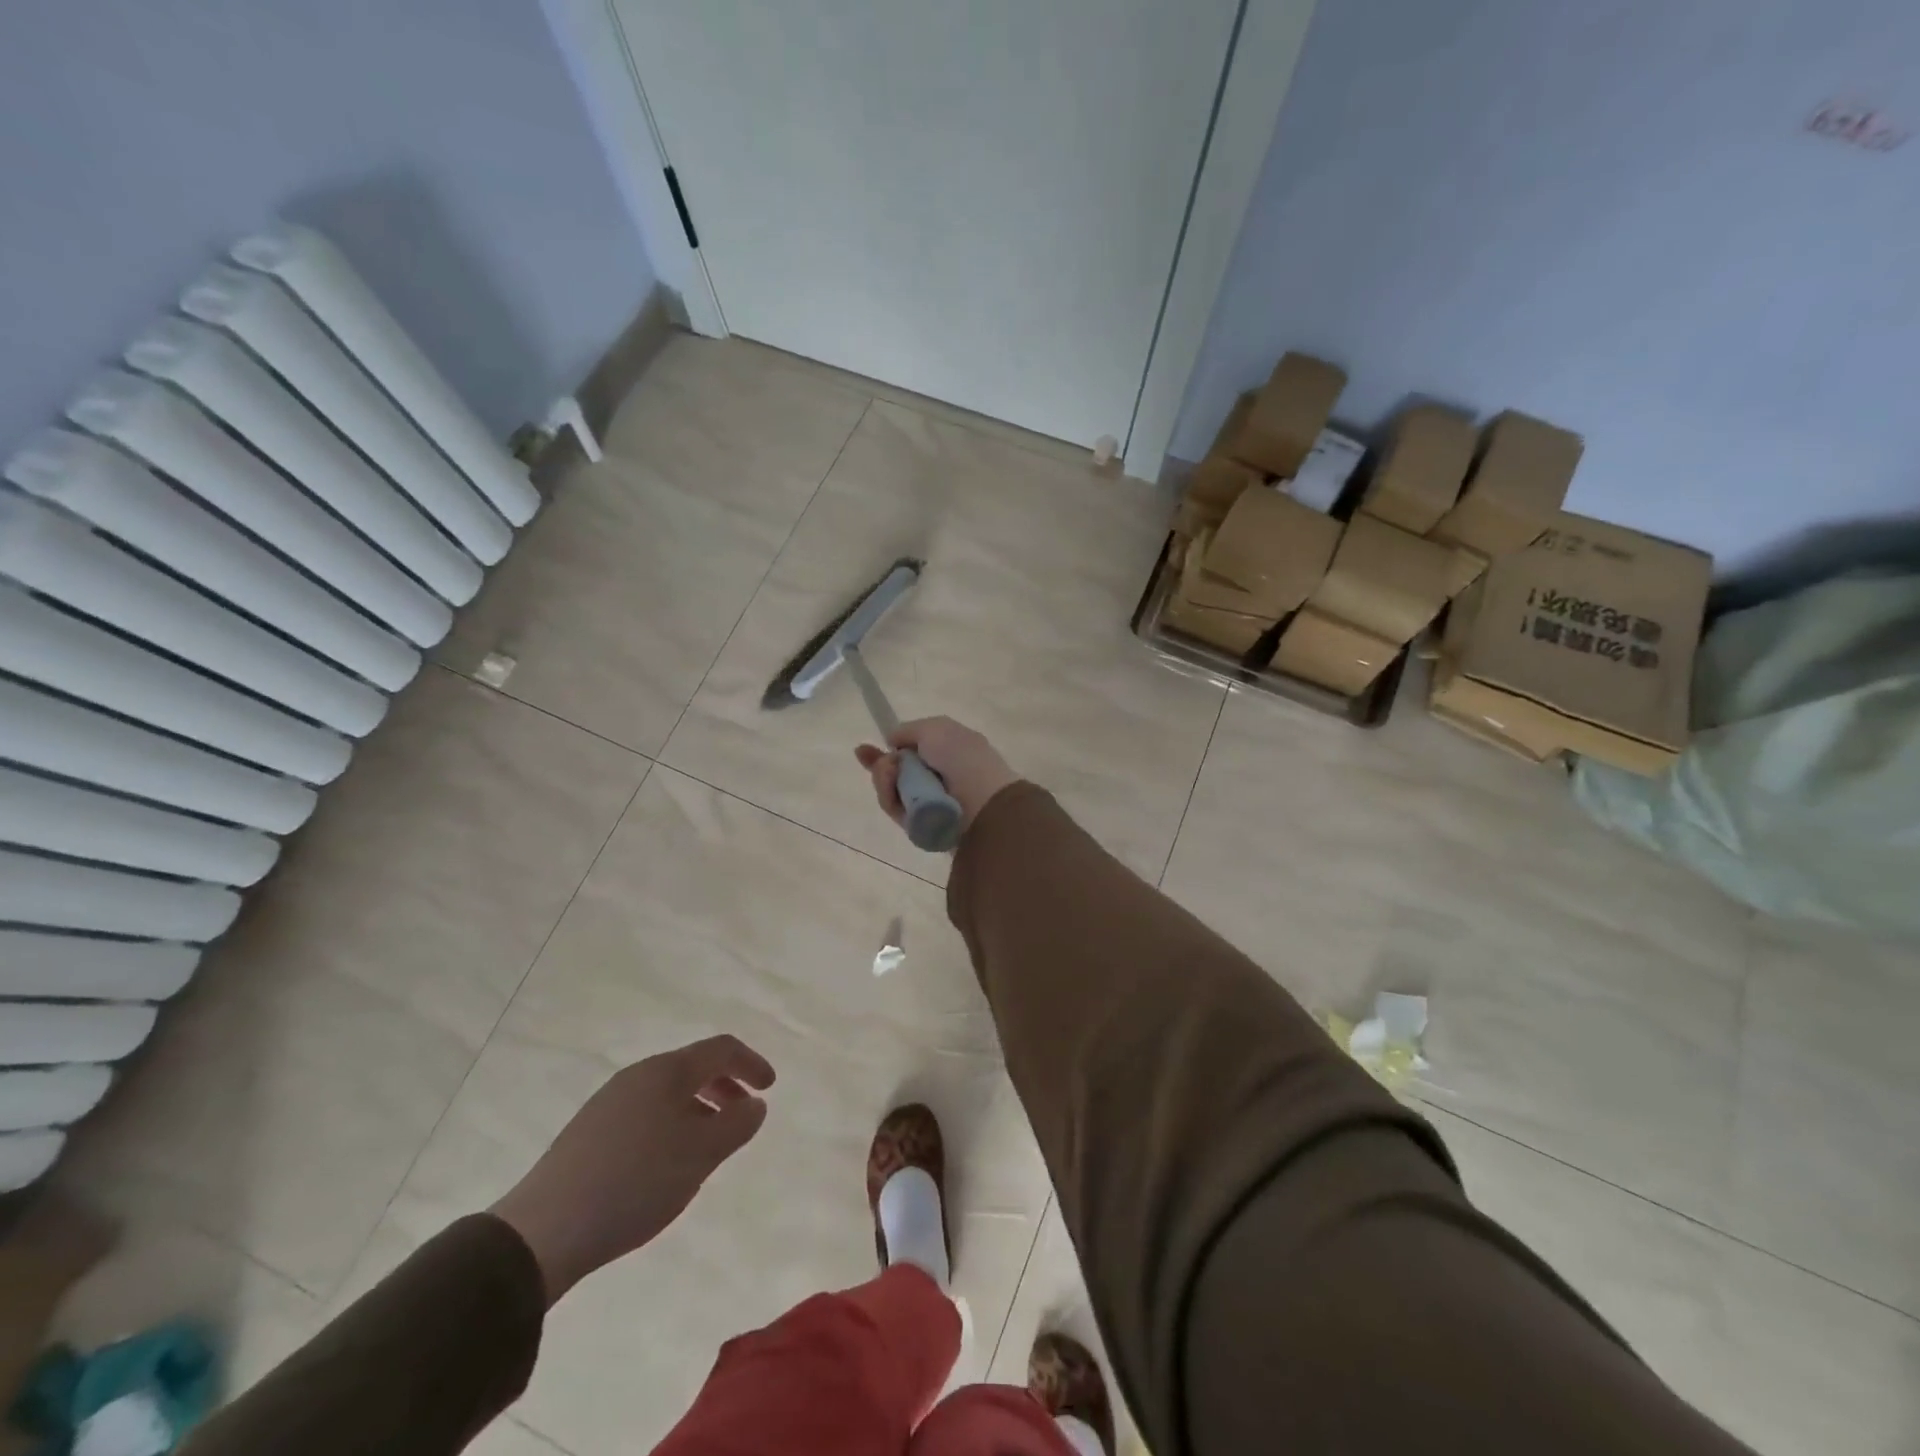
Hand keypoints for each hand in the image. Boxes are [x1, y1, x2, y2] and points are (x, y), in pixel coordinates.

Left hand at [490, 1035, 774, 1305]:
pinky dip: (671, 1125)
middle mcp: (638, 1076)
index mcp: (666, 1071)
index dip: (751, 1063)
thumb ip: (735, 1125)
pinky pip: (645, 1114)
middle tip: (743, 1115)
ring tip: (708, 1146)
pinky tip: (667, 1165)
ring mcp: (609, 1103)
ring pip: (668, 1093)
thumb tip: (755, 1104)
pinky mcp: (589, 1133)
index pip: (720, 1049)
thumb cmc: (634, 1182)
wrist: (542, 1231)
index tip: (769, 1088)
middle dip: (724, 1086)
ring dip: (698, 1109)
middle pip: (692, 1068)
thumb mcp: (699, 1155)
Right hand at [854, 716, 1017, 833]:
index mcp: (947, 752)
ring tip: (892, 777)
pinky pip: (895, 809)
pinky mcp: (920, 825)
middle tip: (887, 767)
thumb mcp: (936, 729)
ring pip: (891, 790)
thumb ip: (908, 730)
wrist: (983, 804)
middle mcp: (937, 777)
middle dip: (882, 767)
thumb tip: (891, 740)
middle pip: (895, 772)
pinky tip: (895, 792)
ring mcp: (928, 802)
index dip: (888, 750)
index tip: (862, 751)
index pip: (911, 750)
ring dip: (884, 780)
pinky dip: (890, 798)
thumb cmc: (963, 760)